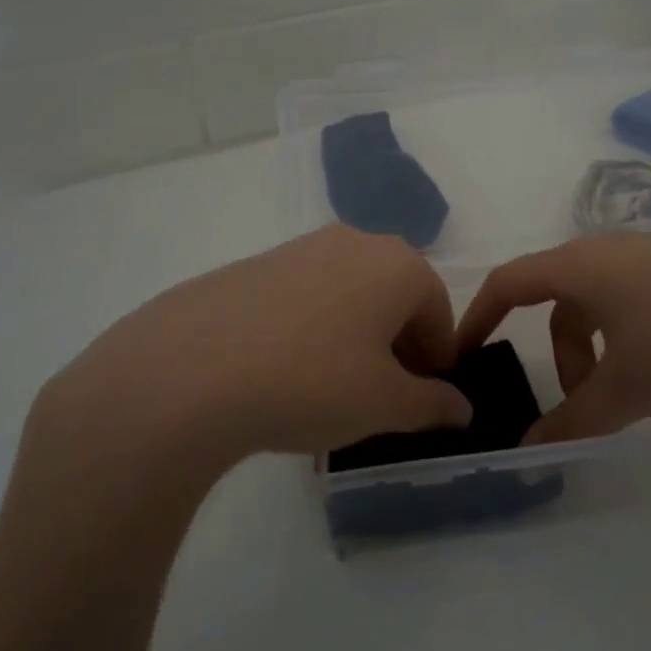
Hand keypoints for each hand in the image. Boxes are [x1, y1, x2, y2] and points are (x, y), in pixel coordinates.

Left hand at [35, 225, 471, 471]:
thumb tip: (461, 408)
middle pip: (394, 296)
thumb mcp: (384, 405)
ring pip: (348, 293)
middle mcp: (354, 242)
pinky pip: (303, 296)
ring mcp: (299, 248)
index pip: (438, 312)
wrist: (189, 370)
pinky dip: (310, 328)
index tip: (422, 400)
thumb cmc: (312, 382)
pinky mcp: (253, 264)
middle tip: (380, 395)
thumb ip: (432, 404)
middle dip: (397, 344)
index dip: (437, 360)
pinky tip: (283, 371)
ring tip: (330, 386)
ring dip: (353, 335)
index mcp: (398, 265)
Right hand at [457, 234, 650, 442]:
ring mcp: (650, 255)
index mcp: (579, 267)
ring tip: (635, 402)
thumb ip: (573, 421)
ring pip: (600, 307)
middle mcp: (607, 251)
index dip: (477, 317)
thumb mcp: (627, 389)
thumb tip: (529, 446)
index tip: (463, 354)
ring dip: (599, 354)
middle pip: (558, 303)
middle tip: (579, 405)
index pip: (507, 283)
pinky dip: (630, 342)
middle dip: (559, 357)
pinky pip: (635, 304)